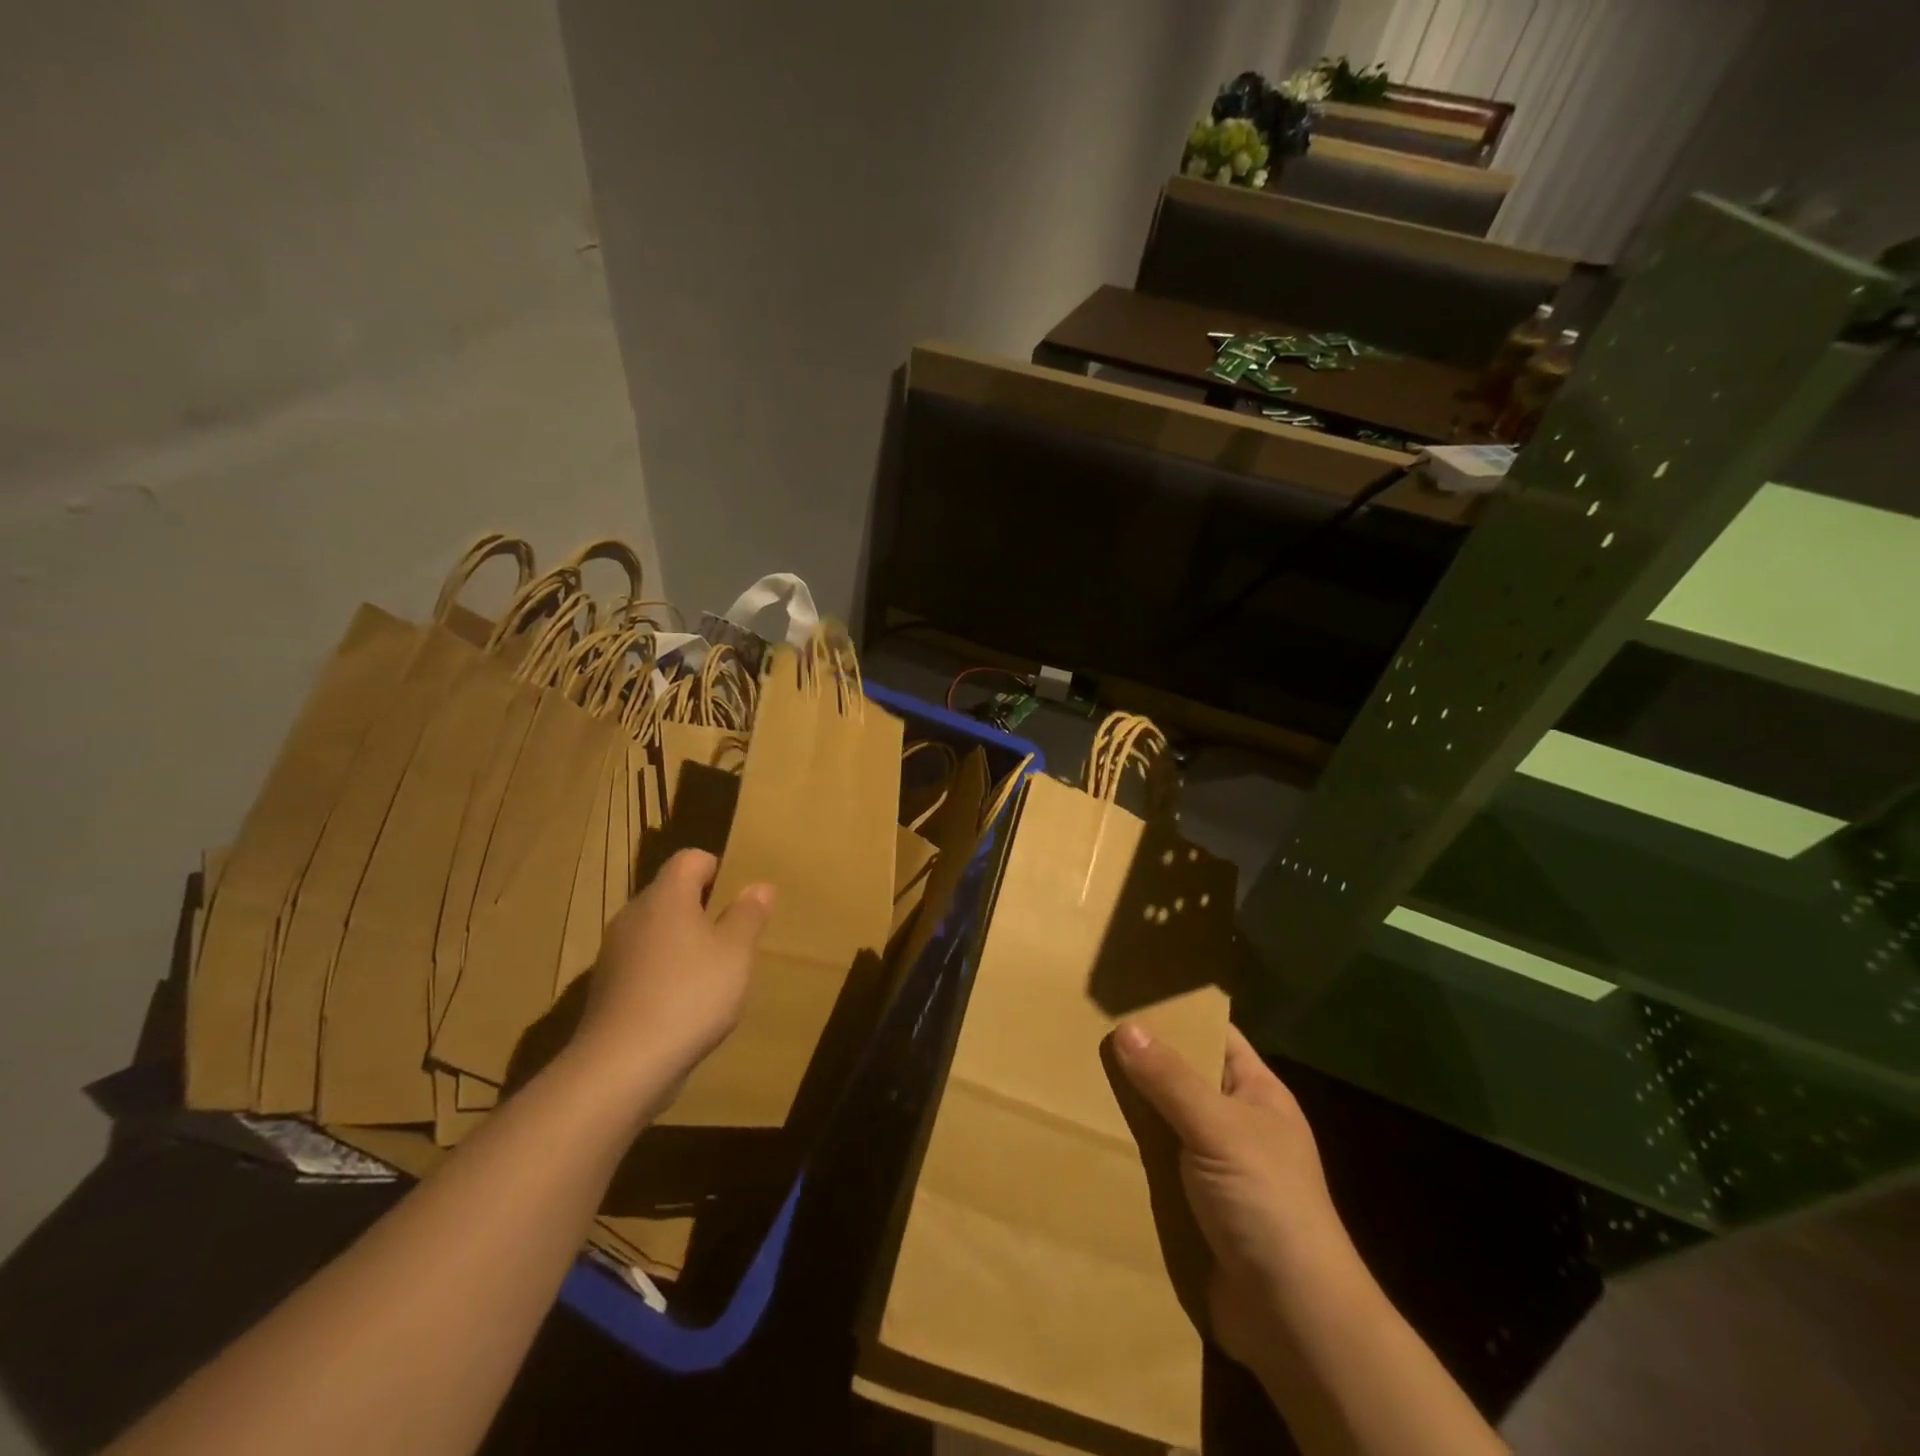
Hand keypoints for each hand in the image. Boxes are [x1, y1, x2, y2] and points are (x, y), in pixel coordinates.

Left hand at [570, 849, 773, 1110]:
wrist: (621, 1066)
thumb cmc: (689, 994)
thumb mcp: (735, 952)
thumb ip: (748, 915)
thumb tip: (759, 886)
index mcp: (666, 896)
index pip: (690, 858)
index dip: (718, 870)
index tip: (739, 900)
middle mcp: (634, 915)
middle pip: (672, 894)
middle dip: (704, 910)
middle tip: (734, 938)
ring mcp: (615, 953)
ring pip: (658, 931)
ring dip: (684, 944)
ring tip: (713, 975)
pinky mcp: (607, 988)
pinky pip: (644, 965)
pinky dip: (665, 973)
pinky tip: (685, 1005)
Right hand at [1110, 1021, 1353, 1370]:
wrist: (1292, 1319)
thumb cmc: (1267, 1202)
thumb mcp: (1219, 1128)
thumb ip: (1170, 1079)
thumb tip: (1126, 1027)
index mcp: (1256, 1094)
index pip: (1215, 1036)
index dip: (1178, 1015)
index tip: (1127, 995)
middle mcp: (1234, 1124)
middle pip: (1181, 1078)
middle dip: (1140, 1061)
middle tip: (1084, 1033)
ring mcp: (1212, 1167)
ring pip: (1161, 1122)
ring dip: (1127, 1110)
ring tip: (1072, 1078)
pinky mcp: (1190, 1207)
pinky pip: (1152, 1166)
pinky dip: (1126, 1154)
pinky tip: (1085, 1138)